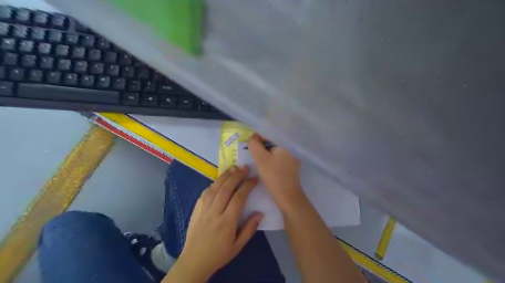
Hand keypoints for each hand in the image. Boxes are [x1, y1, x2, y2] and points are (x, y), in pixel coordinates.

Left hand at [179, 166, 264, 278]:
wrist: (194, 260)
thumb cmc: (219, 254)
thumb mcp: (238, 246)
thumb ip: (250, 229)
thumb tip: (260, 213)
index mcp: (227, 222)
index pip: (239, 198)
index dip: (247, 186)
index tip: (254, 178)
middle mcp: (214, 212)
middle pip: (226, 188)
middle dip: (237, 175)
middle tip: (245, 167)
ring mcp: (203, 208)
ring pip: (215, 187)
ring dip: (225, 176)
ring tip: (234, 168)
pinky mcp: (196, 208)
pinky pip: (206, 191)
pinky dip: (214, 183)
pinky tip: (220, 180)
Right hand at [248, 134, 302, 210]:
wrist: (287, 197)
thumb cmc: (274, 176)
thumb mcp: (261, 159)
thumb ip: (255, 145)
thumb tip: (253, 136)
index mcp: (286, 145)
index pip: (271, 135)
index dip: (259, 138)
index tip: (250, 143)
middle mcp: (291, 150)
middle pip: (273, 143)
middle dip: (262, 146)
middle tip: (252, 151)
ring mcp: (292, 159)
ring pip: (275, 152)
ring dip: (266, 154)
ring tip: (257, 159)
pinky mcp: (291, 168)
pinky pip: (278, 159)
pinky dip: (271, 160)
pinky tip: (265, 166)